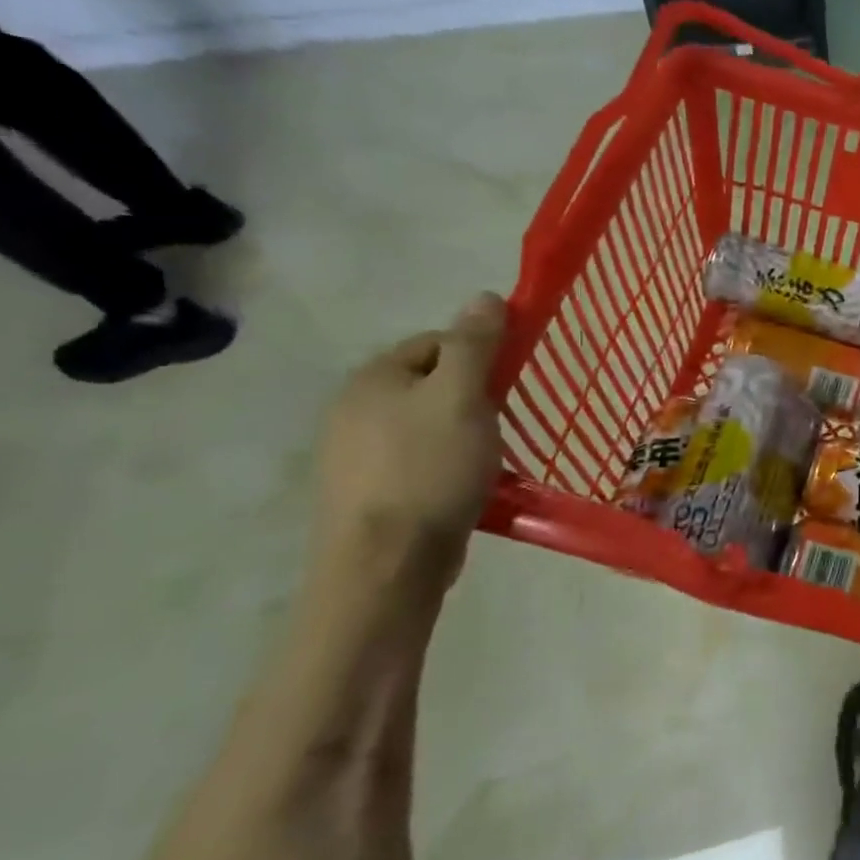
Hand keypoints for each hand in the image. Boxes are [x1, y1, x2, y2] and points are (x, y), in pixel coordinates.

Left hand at [312, 293, 506, 594]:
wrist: (387, 564)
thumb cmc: (430, 468)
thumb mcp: (462, 396)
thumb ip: (475, 344)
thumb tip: (484, 296)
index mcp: (373, 379)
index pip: (436, 342)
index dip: (479, 354)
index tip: (508, 383)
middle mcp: (352, 410)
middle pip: (431, 383)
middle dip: (471, 397)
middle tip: (500, 422)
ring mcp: (354, 456)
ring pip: (426, 425)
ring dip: (461, 433)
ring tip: (487, 458)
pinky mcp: (367, 494)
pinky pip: (418, 461)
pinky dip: (446, 466)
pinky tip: (464, 487)